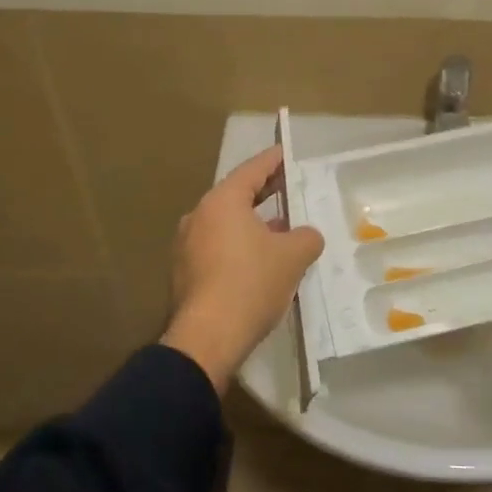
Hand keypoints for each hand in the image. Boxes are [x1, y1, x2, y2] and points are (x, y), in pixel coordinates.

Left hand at [160, 146, 324, 392]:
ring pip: (226, 225)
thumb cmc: (251, 283)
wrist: (207, 337)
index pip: (252, 170)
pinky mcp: (184, 274)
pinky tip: (260, 263)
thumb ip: (306, 237)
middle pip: (236, 196)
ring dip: (253, 225)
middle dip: (264, 194)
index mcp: (222, 202)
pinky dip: (239, 248)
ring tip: (281, 230)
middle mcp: (198, 216)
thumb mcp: (293, 256)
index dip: (274, 161)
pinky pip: (217, 249)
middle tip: (289, 189)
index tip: (287, 154)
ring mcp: (186, 246)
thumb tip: (306, 235)